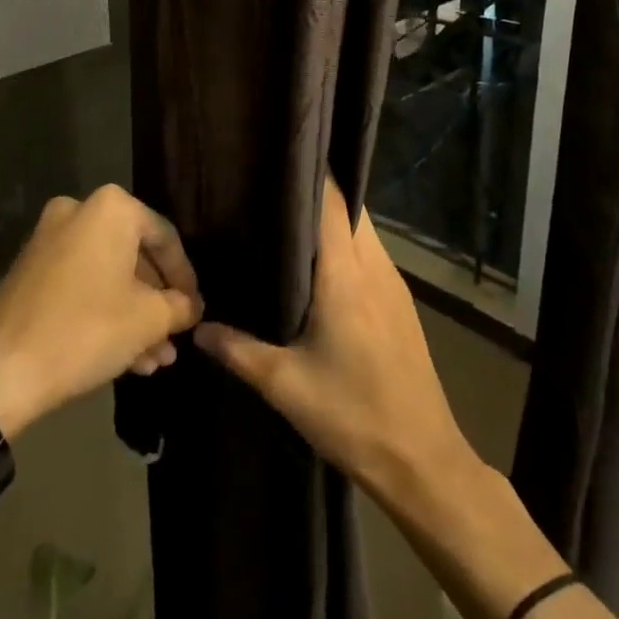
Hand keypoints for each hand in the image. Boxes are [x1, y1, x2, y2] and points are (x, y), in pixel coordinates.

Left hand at [0, 185, 203, 439]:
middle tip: (174, 337)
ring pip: (107, 274)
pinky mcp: (29, 269)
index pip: (165, 237)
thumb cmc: (86, 330)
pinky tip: (124, 356)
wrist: (0, 371)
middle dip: (156, 302)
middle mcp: (78, 211)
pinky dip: (103, 311)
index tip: (195, 310)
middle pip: (134, 256)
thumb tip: (192, 306)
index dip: (185, 277)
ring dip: (133, 314)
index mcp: (111, 208)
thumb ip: (179, 306)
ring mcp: (48, 239)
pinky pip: (80, 283)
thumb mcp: (148, 320)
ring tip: (154, 359)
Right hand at [193, 178, 477, 501]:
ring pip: (363, 229)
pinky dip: (347, 244)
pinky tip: (319, 266)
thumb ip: (238, 351)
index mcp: (346, 275)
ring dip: (333, 220)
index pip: (333, 202)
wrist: (422, 459)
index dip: (309, 174)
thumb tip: (197, 328)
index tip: (277, 159)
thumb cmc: (352, 416)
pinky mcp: (401, 301)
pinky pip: (371, 253)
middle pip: (350, 208)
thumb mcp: (285, 387)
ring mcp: (393, 282)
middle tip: (272, 191)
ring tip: (289, 223)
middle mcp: (374, 266)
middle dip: (317, 192)